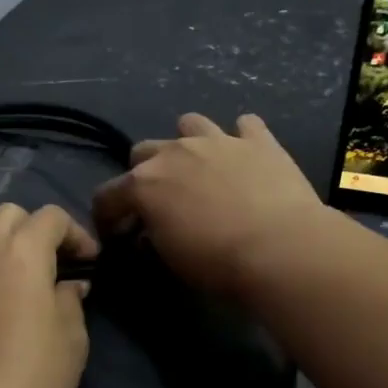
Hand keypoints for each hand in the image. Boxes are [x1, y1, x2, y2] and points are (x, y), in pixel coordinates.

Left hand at [0, 204, 97, 387]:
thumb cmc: (35, 379)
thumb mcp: (72, 339)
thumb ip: (70, 300)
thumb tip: (68, 285)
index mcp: (23, 253)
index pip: (51, 218)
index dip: (75, 233)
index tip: (88, 262)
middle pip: (8, 214)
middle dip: (34, 229)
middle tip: (50, 262)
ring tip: (3, 261)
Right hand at [91, 113, 324, 298]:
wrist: (281, 249)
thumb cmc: (218, 263)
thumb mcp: (170, 260)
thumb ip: (153, 238)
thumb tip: (150, 232)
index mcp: (143, 185)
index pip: (106, 196)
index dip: (106, 217)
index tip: (115, 236)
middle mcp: (174, 152)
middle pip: (143, 152)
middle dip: (144, 174)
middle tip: (160, 202)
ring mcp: (217, 140)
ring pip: (190, 124)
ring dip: (188, 144)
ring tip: (200, 168)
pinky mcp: (258, 140)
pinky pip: (245, 125)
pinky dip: (242, 138)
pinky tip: (246, 157)